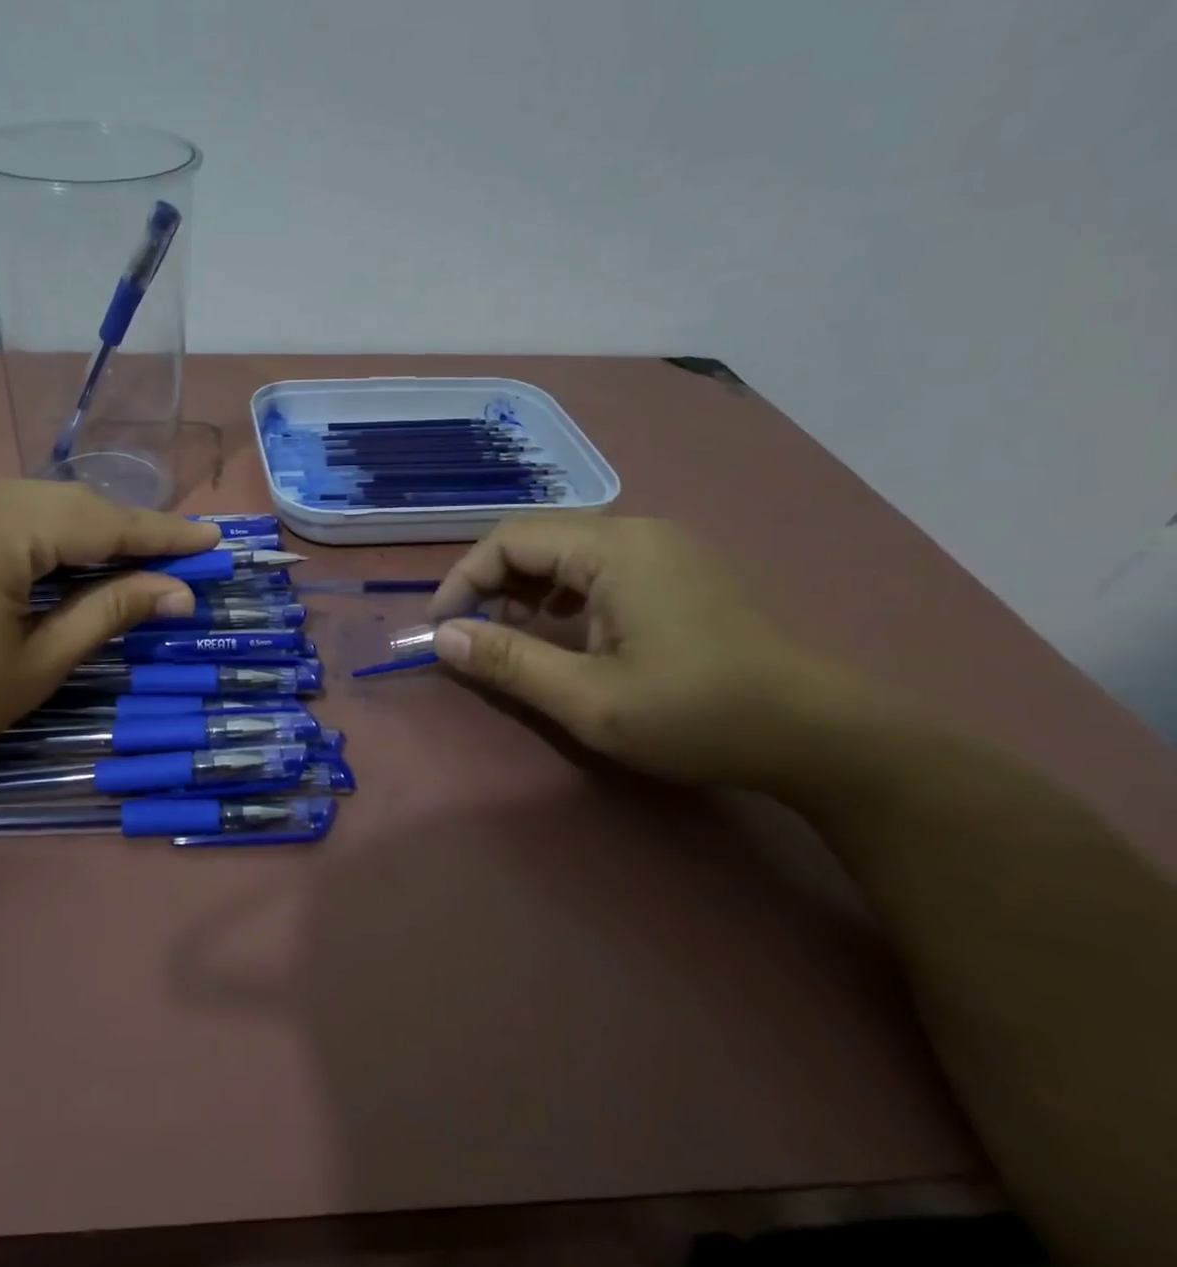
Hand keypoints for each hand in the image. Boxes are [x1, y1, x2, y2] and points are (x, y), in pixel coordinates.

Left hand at [0, 477, 218, 805]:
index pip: (102, 521)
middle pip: (64, 503)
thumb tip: (179, 591)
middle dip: (120, 532)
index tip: (212, 538)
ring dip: (71, 532)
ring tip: (114, 563)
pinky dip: (23, 532)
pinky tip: (39, 561)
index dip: (163, 533)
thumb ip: (110, 612)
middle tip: (171, 559)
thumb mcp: (35, 666)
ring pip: (22, 503)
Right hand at [428, 516, 869, 787]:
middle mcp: (638, 531)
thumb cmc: (700, 715)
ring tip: (514, 635)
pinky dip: (564, 592)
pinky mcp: (681, 570)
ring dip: (527, 587)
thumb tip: (443, 637)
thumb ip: (509, 662)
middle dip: (492, 582)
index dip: (463, 579)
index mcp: (615, 548)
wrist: (825, 735)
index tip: (441, 627)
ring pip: (568, 550)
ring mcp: (666, 548)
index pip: (510, 539)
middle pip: (538, 537)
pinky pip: (600, 565)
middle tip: (473, 634)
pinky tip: (566, 630)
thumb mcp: (590, 699)